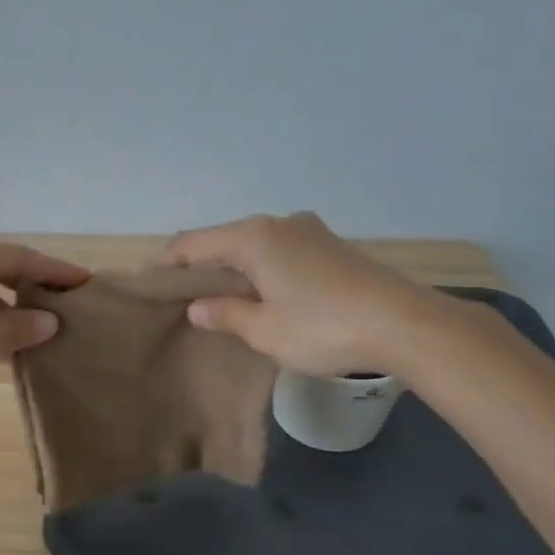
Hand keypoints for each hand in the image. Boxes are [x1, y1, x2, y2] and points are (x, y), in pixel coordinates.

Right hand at [164, 213, 448, 377]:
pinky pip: (281, 251)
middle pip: (225, 239)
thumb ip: (226, 314)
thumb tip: (198, 306)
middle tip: (183, 295)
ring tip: (221, 296)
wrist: (404, 323)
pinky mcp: (332, 246)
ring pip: (256, 244)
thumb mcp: (264, 330)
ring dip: (235, 266)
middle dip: (202, 264)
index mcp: (253, 238)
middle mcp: (279, 224)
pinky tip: (264, 292)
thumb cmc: (322, 328)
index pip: (194, 244)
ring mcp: (309, 231)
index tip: (150, 282)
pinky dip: (263, 267)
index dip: (168, 262)